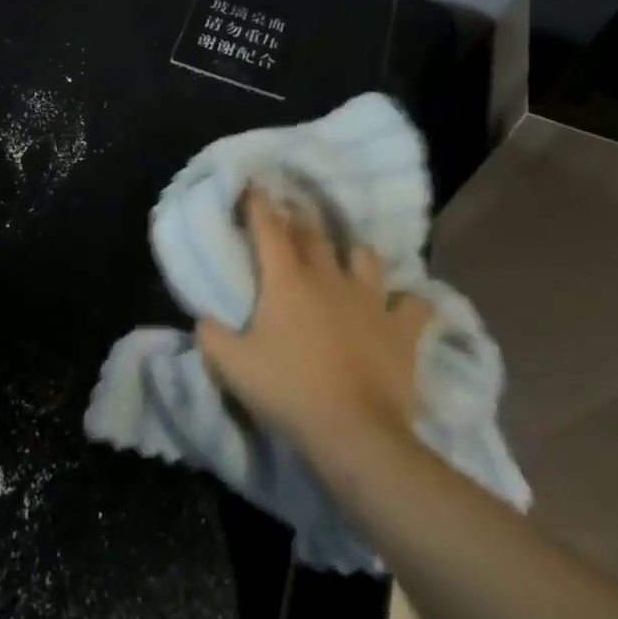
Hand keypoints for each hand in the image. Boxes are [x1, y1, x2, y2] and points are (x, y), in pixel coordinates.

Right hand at [195, 188, 432, 471]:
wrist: (354, 432)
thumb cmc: (288, 390)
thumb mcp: (231, 365)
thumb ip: (210, 335)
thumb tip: (204, 318)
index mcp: (286, 280)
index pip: (268, 228)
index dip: (259, 204)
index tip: (254, 186)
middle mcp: (328, 277)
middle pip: (313, 235)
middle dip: (299, 218)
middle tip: (292, 211)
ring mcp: (369, 300)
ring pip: (363, 257)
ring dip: (352, 252)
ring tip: (346, 255)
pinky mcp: (401, 329)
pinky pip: (413, 304)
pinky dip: (407, 301)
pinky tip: (402, 304)